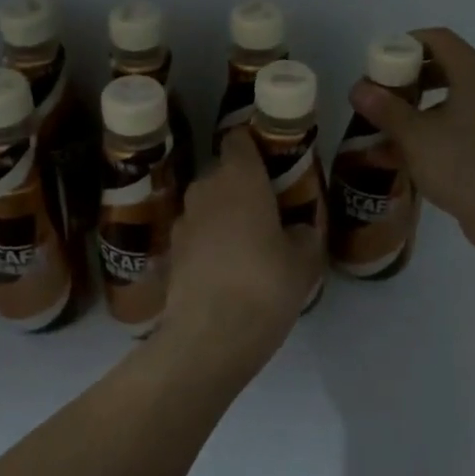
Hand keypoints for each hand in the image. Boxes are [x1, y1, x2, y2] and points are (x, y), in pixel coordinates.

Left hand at [161, 130, 323, 352]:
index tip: (274, 164)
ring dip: (224, 216)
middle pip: (223, 174)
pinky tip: (226, 271)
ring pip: (207, 206)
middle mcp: (205, 189)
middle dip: (243, 186)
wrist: (210, 336)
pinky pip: (196, 236)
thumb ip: (304, 234)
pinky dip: (209, 245)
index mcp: (239, 177)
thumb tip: (296, 229)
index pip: (239, 139)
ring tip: (248, 244)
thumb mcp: (304, 260)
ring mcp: (182, 222)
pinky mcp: (170, 253)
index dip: (255, 146)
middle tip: (269, 210)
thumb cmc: (265, 284)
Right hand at [347, 27, 474, 260]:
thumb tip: (358, 87)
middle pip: (439, 68)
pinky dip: (425, 136)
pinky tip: (395, 159)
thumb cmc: (467, 166)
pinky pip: (452, 130)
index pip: (436, 39)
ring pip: (443, 103)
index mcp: (473, 73)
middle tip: (374, 99)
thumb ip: (386, 110)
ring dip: (410, 113)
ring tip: (376, 132)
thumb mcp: (417, 137)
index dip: (402, 45)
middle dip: (402, 82)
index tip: (374, 67)